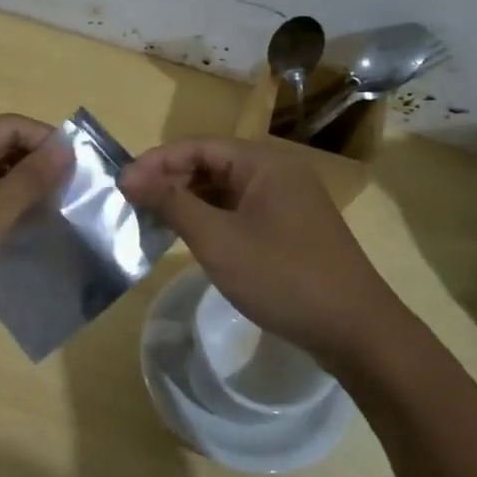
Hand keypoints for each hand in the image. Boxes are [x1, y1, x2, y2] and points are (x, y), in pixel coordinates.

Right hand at [120, 136, 402, 361]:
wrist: (356, 330)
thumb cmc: (283, 277)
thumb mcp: (218, 240)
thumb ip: (172, 203)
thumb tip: (129, 176)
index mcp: (263, 162)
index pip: (197, 146)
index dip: (156, 162)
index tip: (121, 185)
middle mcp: (276, 171)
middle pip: (210, 163)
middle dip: (170, 180)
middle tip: (132, 205)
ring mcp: (285, 200)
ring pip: (223, 188)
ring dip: (187, 200)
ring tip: (151, 220)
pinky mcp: (288, 227)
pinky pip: (239, 210)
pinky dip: (210, 218)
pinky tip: (187, 237)